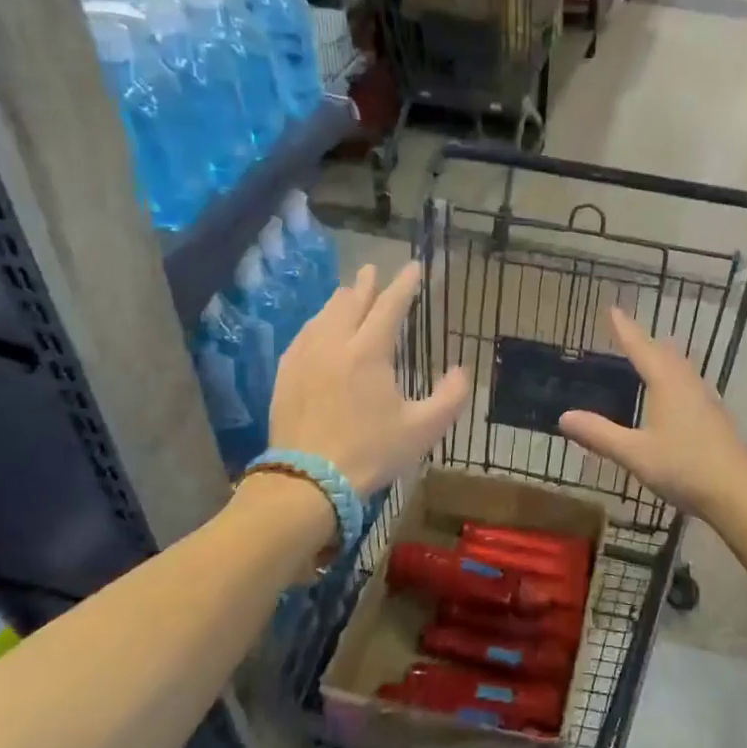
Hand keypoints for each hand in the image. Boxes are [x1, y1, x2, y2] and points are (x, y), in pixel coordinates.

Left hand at [265, 262, 468, 496]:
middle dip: (366, 284)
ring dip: (340, 301)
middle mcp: (334, 344)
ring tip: (348, 293)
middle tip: (373, 270)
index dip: (404, 285)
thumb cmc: (371, 452)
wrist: (309, 480)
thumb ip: (450, 397)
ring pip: (323, 316)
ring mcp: (305, 357)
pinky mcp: (286, 375)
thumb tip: (460, 371)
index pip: (390, 306)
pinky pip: (303, 336)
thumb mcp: (423, 429)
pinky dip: (317, 323)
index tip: (413, 268)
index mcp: (369, 352)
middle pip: (351, 302)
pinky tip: (318, 328)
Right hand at [558, 307, 746, 519]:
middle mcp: (687, 383)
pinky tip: (675, 393)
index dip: (625, 329)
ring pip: (681, 367)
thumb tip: (564, 416)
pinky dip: (674, 377)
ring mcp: (706, 399)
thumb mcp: (634, 453)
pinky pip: (689, 384)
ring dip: (663, 357)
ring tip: (651, 355)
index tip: (613, 309)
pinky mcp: (715, 417)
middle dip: (645, 341)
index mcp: (666, 383)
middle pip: (664, 353)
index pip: (641, 348)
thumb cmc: (683, 467)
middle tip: (628, 332)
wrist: (737, 492)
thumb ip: (600, 434)